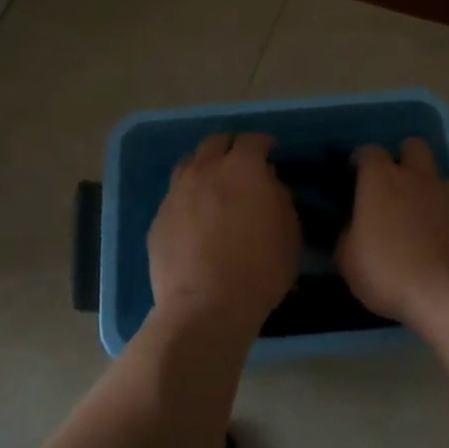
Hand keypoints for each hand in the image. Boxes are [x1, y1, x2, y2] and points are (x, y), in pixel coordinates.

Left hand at [148, 132, 300, 335]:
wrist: (205, 307)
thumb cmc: (259, 269)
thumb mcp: (290, 233)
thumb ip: (280, 198)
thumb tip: (269, 184)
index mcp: (242, 169)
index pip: (252, 140)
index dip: (263, 143)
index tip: (270, 151)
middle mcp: (205, 171)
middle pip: (215, 142)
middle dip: (230, 147)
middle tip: (241, 163)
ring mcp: (176, 192)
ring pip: (189, 163)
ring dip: (204, 167)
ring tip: (214, 185)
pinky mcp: (158, 218)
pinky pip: (175, 195)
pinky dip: (188, 197)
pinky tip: (196, 218)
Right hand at [337, 138, 448, 336]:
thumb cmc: (391, 273)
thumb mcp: (348, 261)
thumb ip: (346, 236)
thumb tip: (352, 228)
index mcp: (382, 180)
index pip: (369, 151)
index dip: (360, 160)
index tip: (353, 175)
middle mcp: (417, 178)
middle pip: (413, 146)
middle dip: (401, 157)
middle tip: (390, 186)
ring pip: (435, 177)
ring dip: (423, 189)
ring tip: (413, 222)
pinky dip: (441, 216)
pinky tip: (434, 243)